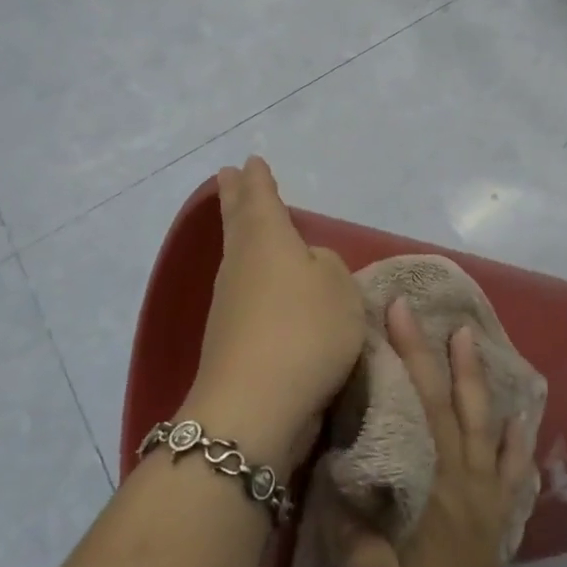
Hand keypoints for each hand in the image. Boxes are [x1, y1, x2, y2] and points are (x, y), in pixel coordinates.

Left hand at [181, 158, 364, 469]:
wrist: (256, 405)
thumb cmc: (305, 331)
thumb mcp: (340, 289)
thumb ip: (328, 267)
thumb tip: (307, 266)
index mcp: (267, 240)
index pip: (261, 199)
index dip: (259, 180)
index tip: (251, 161)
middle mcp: (241, 264)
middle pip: (237, 222)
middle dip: (235, 197)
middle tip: (227, 174)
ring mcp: (229, 303)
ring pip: (237, 256)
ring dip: (241, 236)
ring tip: (246, 225)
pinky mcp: (229, 339)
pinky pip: (243, 292)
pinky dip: (250, 277)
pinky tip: (263, 286)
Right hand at [332, 297, 533, 566]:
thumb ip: (361, 553)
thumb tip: (343, 484)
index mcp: (433, 502)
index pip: (417, 416)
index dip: (402, 364)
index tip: (387, 320)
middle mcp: (464, 491)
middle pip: (448, 407)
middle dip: (428, 353)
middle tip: (411, 309)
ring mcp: (484, 505)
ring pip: (483, 426)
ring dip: (474, 377)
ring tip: (468, 335)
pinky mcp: (493, 523)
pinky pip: (512, 469)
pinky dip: (518, 435)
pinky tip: (523, 413)